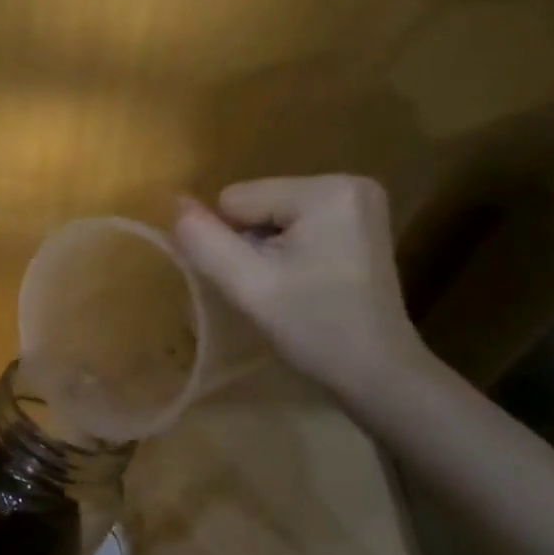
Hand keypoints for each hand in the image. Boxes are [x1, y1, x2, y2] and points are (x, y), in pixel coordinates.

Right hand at [173, 174, 425, 396]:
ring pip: (272, 215)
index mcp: (325, 190)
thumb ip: (204, 241)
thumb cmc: (314, 330)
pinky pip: (296, 223)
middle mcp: (347, 181)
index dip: (233, 243)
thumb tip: (175, 203)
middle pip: (256, 203)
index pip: (236, 199)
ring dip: (268, 250)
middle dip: (253, 245)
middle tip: (277, 288)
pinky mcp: (359, 220)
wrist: (378, 373)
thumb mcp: (248, 286)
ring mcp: (358, 200)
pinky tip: (307, 280)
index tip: (262, 280)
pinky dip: (289, 251)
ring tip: (292, 287)